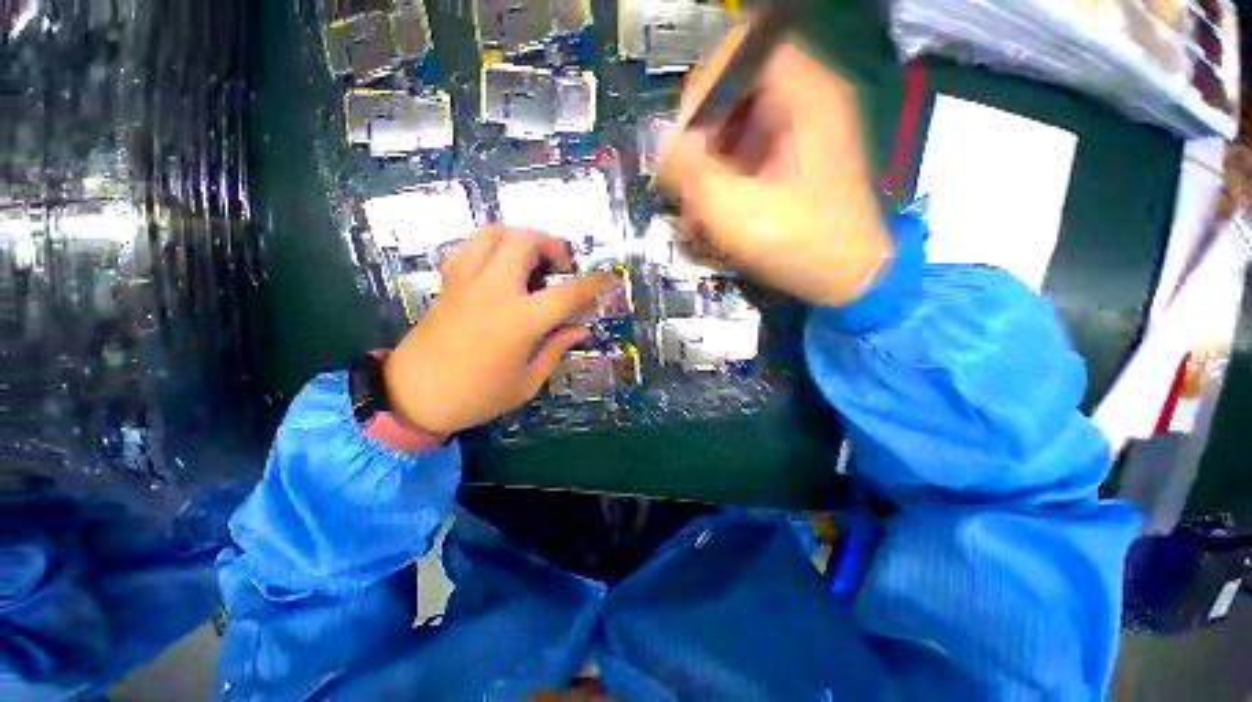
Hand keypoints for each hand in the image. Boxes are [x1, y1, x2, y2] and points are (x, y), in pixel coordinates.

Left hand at [383, 227, 616, 435]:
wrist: (413, 395)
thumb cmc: (477, 396)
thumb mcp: (527, 382)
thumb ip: (557, 348)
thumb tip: (581, 328)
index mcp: (520, 321)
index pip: (568, 292)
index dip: (595, 283)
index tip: (609, 279)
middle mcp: (494, 291)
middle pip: (527, 241)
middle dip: (553, 246)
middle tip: (561, 268)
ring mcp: (467, 281)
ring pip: (496, 233)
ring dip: (522, 238)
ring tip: (532, 262)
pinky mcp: (449, 282)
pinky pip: (470, 246)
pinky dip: (491, 246)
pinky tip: (500, 266)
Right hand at [659, 27, 892, 308]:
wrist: (847, 279)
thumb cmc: (800, 243)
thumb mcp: (735, 210)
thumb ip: (691, 172)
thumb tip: (665, 146)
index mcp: (804, 95)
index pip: (740, 53)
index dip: (702, 90)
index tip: (683, 141)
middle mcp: (803, 104)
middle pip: (732, 97)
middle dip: (699, 144)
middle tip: (686, 187)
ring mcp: (798, 136)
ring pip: (733, 133)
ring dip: (707, 173)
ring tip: (696, 216)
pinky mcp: (790, 165)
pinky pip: (745, 160)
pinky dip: (723, 186)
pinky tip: (713, 221)